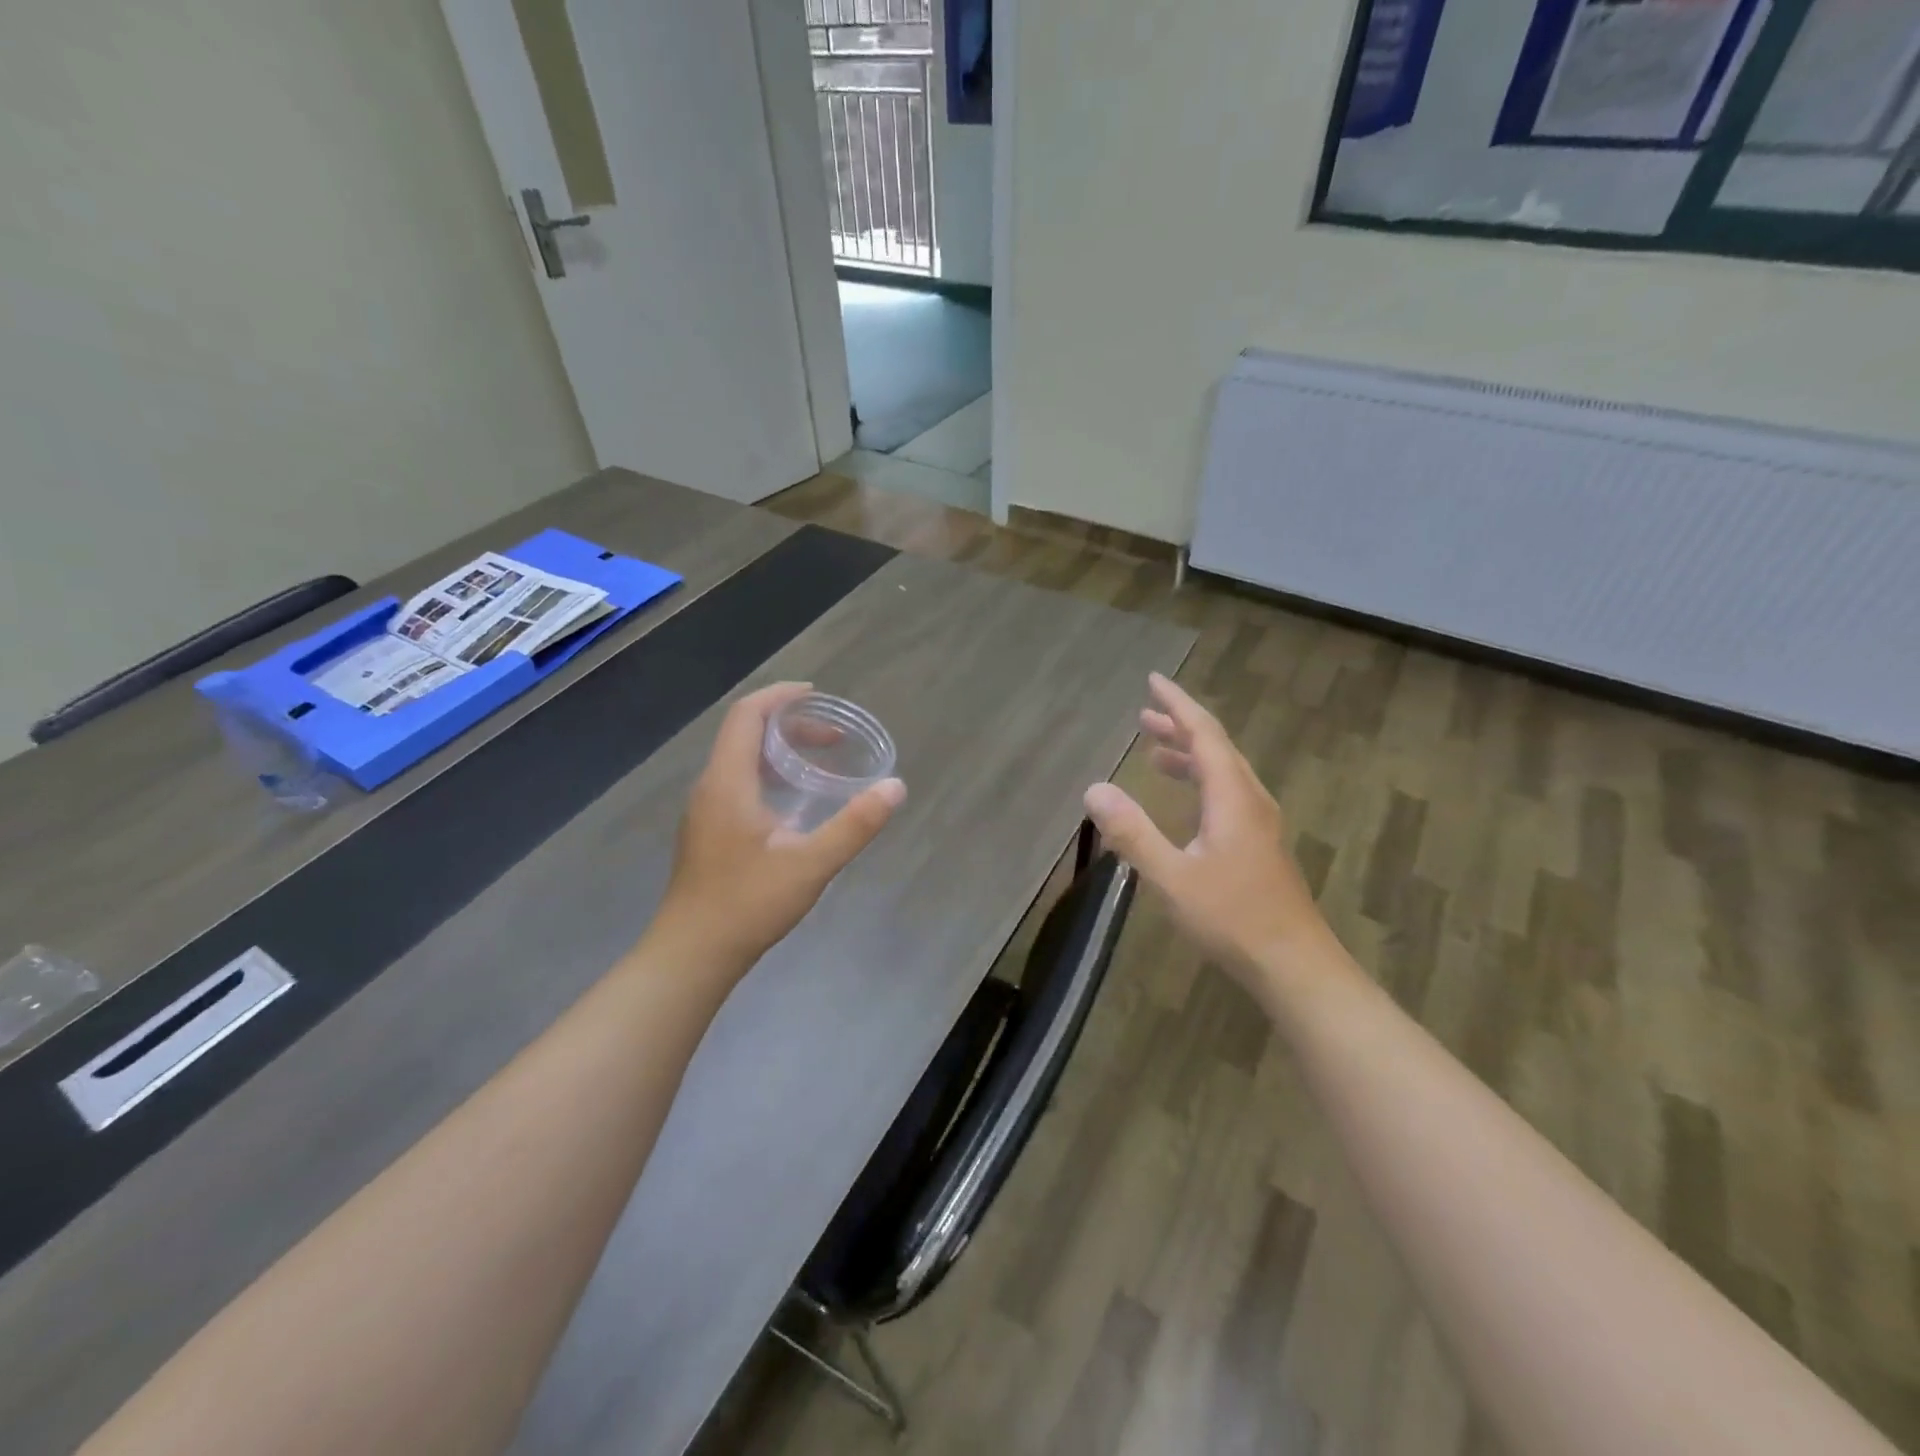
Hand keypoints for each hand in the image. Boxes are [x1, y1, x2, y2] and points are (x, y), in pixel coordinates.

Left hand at [651, 683, 905, 977]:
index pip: (747, 715)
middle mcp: (711, 787)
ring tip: (818, 762)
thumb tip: (895, 787)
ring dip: (778, 751)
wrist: (692, 954)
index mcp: (728, 782)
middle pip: (745, 734)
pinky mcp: (707, 833)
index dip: (780, 696)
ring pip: (740, 761)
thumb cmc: (748, 904)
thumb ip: (855, 824)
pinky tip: (794, 805)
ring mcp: (705, 811)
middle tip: (832, 738)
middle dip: (789, 725)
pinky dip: (768, 775)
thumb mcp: (811, 864)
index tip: (816, 695)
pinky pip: (737, 783)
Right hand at [1084, 673, 1333, 984]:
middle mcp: (1250, 800)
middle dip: (1180, 726)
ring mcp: (1260, 823)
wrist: (1294, 965)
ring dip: (1190, 755)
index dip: (1177, 705)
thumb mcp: (1171, 877)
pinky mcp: (1260, 844)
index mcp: (1232, 797)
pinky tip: (1185, 802)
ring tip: (1156, 751)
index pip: (1204, 734)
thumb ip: (1133, 832)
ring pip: (1224, 772)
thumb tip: (1094, 789)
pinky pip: (1227, 794)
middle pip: (1216, 747)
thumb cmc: (1232, 918)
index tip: (1153, 681)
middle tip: (1144, 715)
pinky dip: (1200, 782)